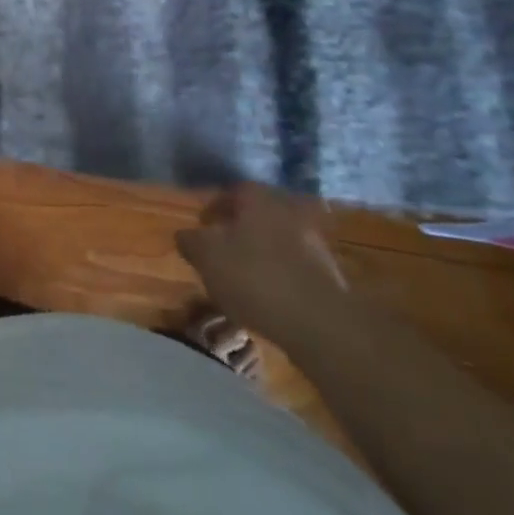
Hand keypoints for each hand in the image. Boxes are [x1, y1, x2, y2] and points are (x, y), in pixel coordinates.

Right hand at [175, 183, 349, 341]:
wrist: (320, 322)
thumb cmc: (254, 277)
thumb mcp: (207, 257)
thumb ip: (191, 242)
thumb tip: (184, 234)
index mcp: (258, 199)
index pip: (231, 191)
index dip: (213, 208)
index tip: (202, 227)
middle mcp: (288, 210)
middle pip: (256, 215)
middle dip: (237, 230)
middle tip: (219, 251)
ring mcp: (313, 241)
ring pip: (276, 240)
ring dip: (258, 253)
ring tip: (241, 279)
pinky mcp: (328, 273)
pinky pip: (293, 265)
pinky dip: (278, 275)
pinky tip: (267, 297)